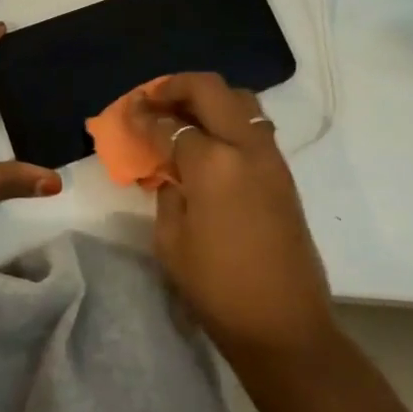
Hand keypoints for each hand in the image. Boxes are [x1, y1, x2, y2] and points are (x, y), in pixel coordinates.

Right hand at [130, 73, 337, 367]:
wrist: (285, 325)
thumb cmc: (218, 289)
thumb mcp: (172, 241)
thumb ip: (167, 192)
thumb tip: (170, 170)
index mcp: (213, 163)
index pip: (170, 124)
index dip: (143, 115)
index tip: (127, 111)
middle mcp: (246, 147)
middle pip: (211, 90)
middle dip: (177, 86)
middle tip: (154, 97)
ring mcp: (270, 157)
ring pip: (240, 100)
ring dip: (208, 97)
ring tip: (182, 113)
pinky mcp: (283, 173)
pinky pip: (254, 125)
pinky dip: (228, 118)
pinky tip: (208, 139)